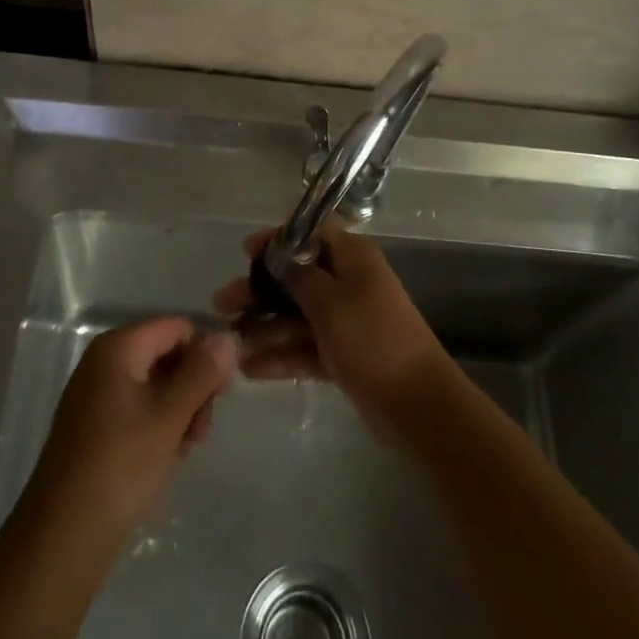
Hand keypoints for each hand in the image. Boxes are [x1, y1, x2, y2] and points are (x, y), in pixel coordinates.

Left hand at [23, 317, 236, 549]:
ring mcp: (95, 395)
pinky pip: (137, 410)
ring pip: (155, 386)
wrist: (61, 539)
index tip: (221, 395)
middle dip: (192, 387)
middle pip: (166, 355)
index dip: (205, 354)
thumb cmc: (120, 466)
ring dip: (179, 411)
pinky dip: (157, 426)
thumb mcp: (170, 416)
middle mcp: (103, 362)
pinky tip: (165, 458)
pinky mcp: (93, 427)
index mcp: (118, 347)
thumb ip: (202, 372)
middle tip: (201, 431)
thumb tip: (228, 337)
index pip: (177, 328)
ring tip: (183, 450)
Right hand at [213, 226, 451, 435]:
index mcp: (353, 258)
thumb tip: (276, 253)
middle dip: (260, 289)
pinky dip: (281, 355)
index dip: (278, 240)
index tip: (245, 252)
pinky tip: (249, 369)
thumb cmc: (371, 337)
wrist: (415, 404)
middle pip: (297, 277)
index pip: (311, 234)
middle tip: (223, 302)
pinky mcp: (343, 356)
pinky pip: (305, 348)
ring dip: (265, 326)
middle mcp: (349, 283)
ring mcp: (346, 321)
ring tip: (229, 341)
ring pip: (297, 315)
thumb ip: (298, 276)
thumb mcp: (330, 300)